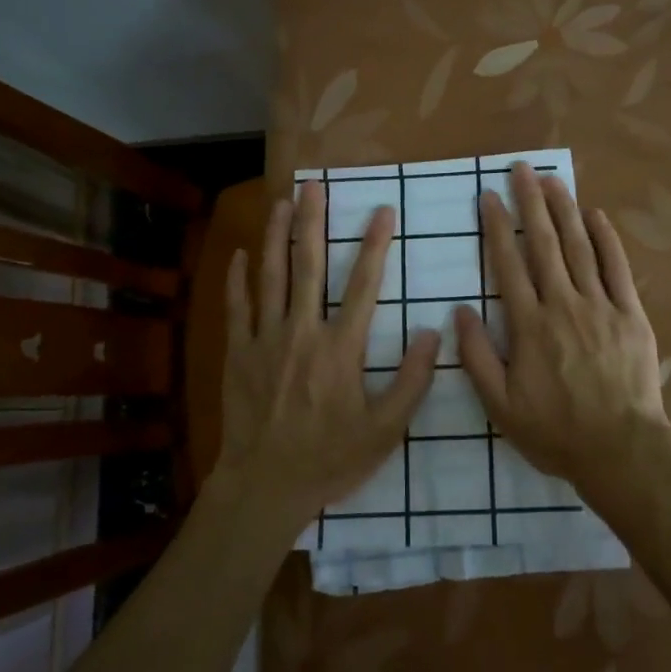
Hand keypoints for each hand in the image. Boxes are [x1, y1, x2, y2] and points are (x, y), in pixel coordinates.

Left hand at [219, 181, 437, 524]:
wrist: (264, 486)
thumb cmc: (330, 458)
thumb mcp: (385, 430)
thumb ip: (412, 381)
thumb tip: (434, 333)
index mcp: (341, 348)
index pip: (364, 285)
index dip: (376, 245)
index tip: (383, 211)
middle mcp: (302, 332)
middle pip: (308, 265)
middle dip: (313, 221)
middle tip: (314, 186)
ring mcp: (265, 340)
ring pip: (270, 276)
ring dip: (275, 236)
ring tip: (281, 202)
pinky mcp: (238, 353)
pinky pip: (236, 307)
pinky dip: (237, 278)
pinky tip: (239, 254)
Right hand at [454, 163, 670, 489]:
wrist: (621, 451)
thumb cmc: (556, 432)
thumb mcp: (501, 406)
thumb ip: (477, 357)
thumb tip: (459, 312)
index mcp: (529, 325)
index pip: (509, 265)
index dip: (498, 228)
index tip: (489, 197)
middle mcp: (563, 305)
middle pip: (544, 244)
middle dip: (530, 203)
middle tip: (521, 169)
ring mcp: (600, 306)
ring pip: (579, 247)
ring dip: (564, 210)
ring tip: (552, 180)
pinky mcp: (631, 314)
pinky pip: (617, 268)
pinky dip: (607, 239)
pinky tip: (596, 215)